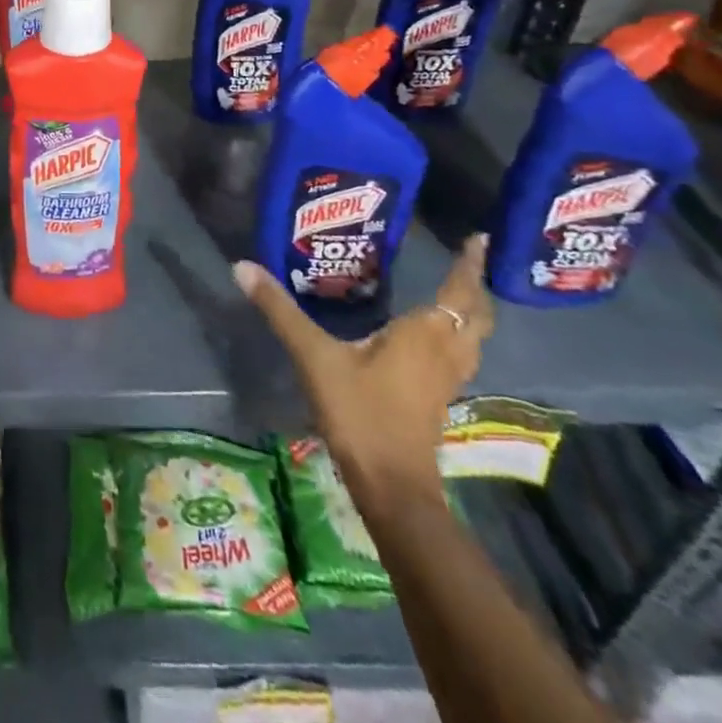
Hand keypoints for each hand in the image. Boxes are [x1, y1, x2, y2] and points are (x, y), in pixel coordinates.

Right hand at [233, 235, 493, 510]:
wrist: (391, 485)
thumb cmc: (360, 412)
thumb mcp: (314, 355)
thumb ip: (280, 310)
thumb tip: (242, 265)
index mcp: (425, 334)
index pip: (458, 291)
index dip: (469, 265)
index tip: (479, 237)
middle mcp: (445, 352)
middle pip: (476, 315)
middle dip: (475, 286)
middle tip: (467, 259)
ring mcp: (446, 379)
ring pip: (472, 338)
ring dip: (470, 313)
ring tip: (455, 291)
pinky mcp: (438, 398)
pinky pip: (459, 355)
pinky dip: (456, 335)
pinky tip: (431, 336)